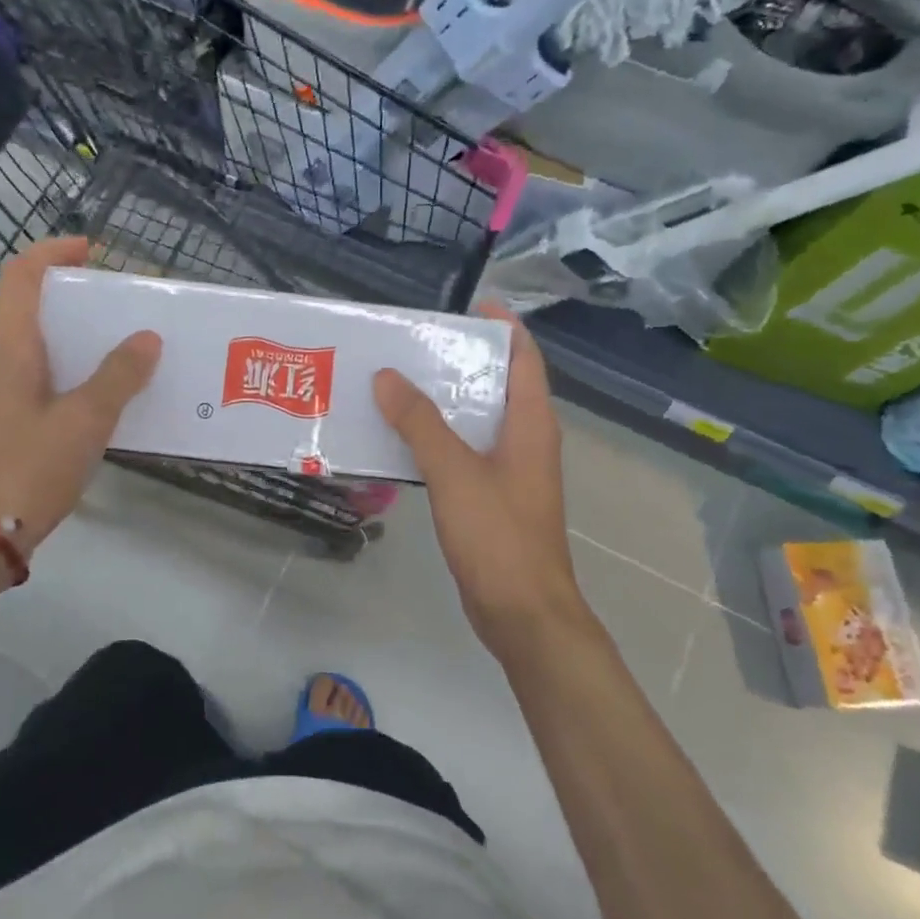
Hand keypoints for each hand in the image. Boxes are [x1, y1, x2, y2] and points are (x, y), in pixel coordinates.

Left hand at [0, 238, 161, 559]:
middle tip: (125, 310)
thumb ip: (117, 378)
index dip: (51, 253)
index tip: (91, 250)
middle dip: (78, 303)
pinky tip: (110, 404)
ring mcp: (2, 401)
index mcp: (12, 353)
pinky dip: (78, 381)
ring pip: (44, 354)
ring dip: (82, 345)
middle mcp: (2, 368)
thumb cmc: (26, 470)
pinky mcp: (11, 430)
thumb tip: (146, 338)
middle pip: (34, 314)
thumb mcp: (83, 422)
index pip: (19, 279)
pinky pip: (47, 387)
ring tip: (129, 354)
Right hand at [373, 304, 588, 654]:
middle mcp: (527, 442)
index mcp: (531, 425)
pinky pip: (464, 452)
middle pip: (498, 386)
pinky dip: (438, 436)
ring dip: (444, 400)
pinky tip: (402, 437)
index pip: (525, 359)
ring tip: (398, 382)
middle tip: (415, 343)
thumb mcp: (455, 472)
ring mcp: (511, 472)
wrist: (522, 613)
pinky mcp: (492, 498)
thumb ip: (421, 423)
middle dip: (462, 361)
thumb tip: (388, 375)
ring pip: (478, 421)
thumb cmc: (498, 535)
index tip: (469, 306)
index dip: (504, 327)